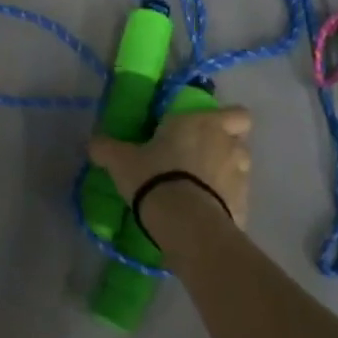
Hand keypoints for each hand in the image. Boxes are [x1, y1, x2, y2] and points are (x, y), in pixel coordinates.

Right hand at [89, 106, 253, 228]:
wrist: (184, 223)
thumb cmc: (155, 176)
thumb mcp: (122, 160)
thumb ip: (108, 148)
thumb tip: (93, 142)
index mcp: (203, 123)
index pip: (237, 114)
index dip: (228, 120)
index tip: (208, 129)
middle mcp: (229, 145)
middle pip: (240, 141)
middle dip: (225, 148)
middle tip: (200, 158)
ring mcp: (241, 178)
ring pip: (242, 170)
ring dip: (227, 175)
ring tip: (202, 188)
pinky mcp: (244, 208)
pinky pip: (237, 201)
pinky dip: (225, 205)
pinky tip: (205, 214)